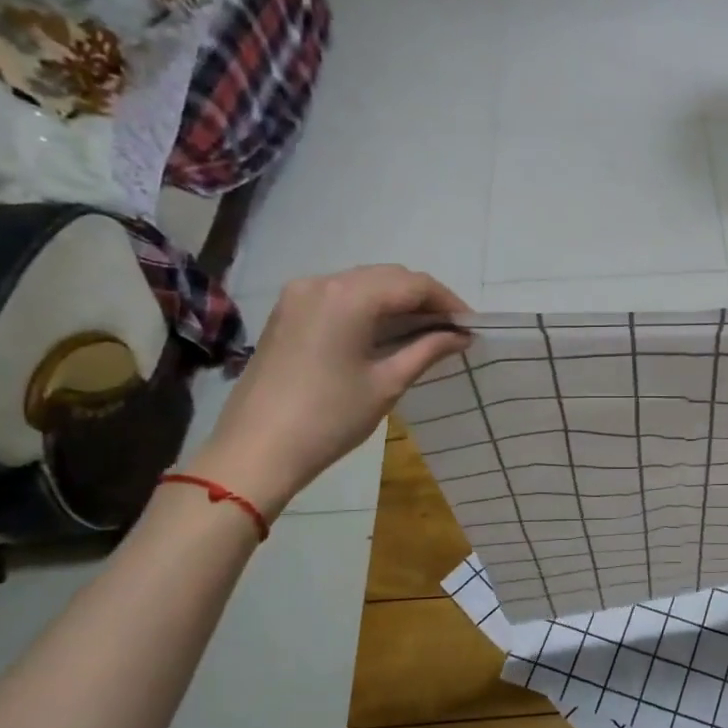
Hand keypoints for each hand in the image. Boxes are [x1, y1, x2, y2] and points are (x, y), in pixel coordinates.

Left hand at [188, 266, 470, 515]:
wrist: (256, 450)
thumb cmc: (330, 418)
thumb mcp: (387, 384)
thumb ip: (427, 350)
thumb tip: (460, 336)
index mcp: (350, 296)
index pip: (413, 284)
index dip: (448, 302)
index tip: (471, 326)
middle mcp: (322, 282)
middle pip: (388, 277)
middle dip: (423, 299)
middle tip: (451, 331)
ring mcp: (299, 295)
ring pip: (363, 284)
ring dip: (396, 302)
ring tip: (424, 332)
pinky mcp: (287, 312)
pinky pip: (339, 296)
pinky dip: (368, 308)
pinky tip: (384, 333)